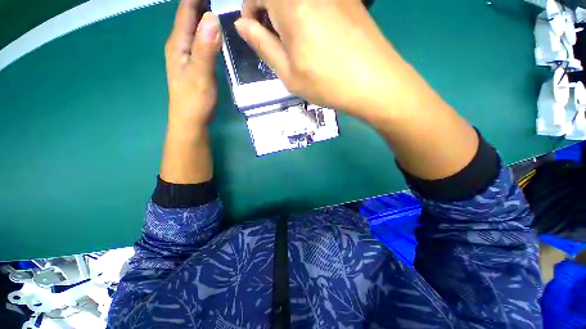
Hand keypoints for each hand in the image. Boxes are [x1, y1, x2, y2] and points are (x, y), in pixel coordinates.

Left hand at [161, 0, 219, 183]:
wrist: (190, 120)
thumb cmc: (194, 100)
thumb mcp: (200, 74)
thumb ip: (205, 48)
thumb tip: (212, 18)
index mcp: (178, 43)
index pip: (186, 9)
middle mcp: (179, 44)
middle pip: (188, 15)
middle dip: (200, 2)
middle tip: (220, 0)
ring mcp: (185, 54)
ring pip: (193, 26)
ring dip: (203, 13)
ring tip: (217, 5)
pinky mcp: (192, 63)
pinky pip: (198, 39)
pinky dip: (206, 29)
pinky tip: (214, 29)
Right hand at [235, 0, 405, 117]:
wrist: (374, 83)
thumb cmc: (327, 84)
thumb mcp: (289, 73)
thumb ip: (263, 45)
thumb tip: (242, 25)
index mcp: (292, 5)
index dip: (250, 10)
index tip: (255, 32)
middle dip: (268, 10)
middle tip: (275, 39)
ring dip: (287, 12)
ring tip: (295, 41)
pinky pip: (317, 1)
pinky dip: (306, 12)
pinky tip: (315, 35)